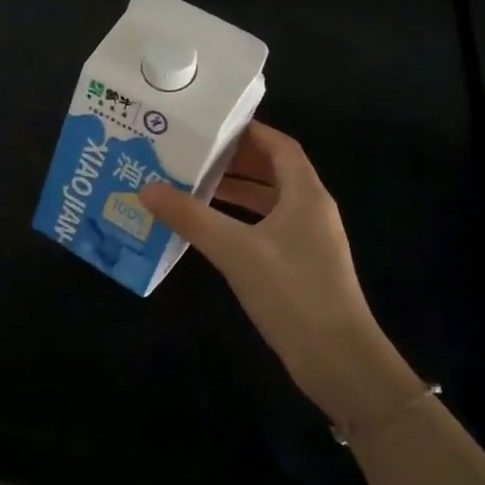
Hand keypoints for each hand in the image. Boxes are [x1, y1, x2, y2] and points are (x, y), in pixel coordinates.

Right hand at [140, 124, 417, 423]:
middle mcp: (310, 210)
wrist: (337, 359)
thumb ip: (191, 218)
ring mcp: (307, 240)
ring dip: (234, 191)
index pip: (280, 146)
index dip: (248, 131)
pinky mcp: (299, 266)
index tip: (210, 125)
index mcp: (306, 195)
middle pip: (273, 171)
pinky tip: (208, 228)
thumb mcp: (235, 250)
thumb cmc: (292, 292)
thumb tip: (147, 189)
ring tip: (191, 183)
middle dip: (234, 160)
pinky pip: (265, 228)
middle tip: (191, 153)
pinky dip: (238, 220)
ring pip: (268, 201)